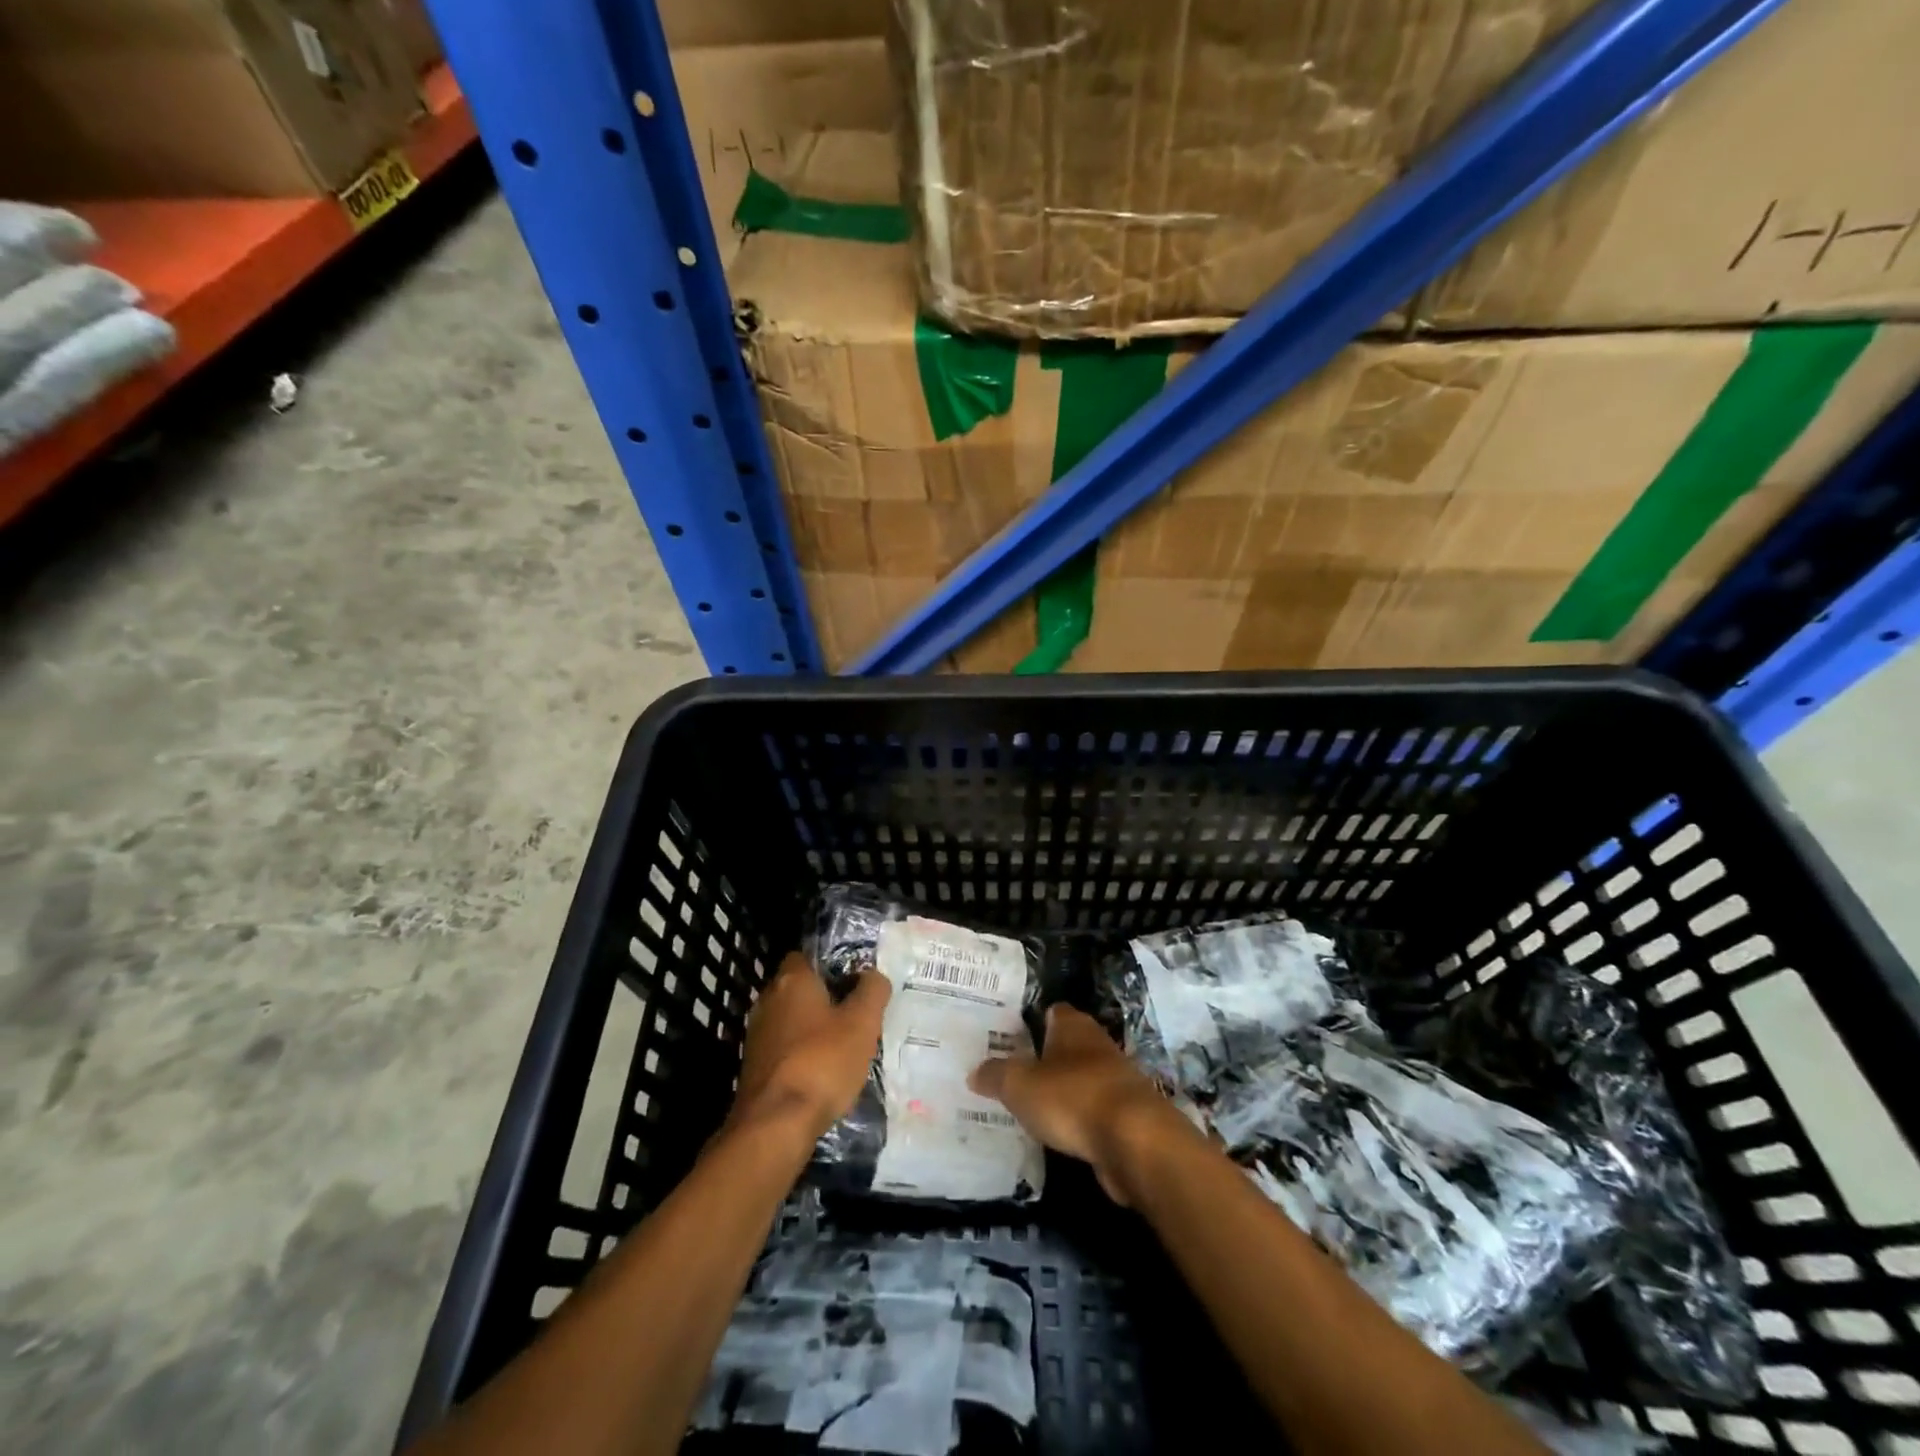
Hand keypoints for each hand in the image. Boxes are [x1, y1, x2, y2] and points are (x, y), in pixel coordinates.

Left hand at [730, 952, 890, 1141]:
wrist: (775, 1125)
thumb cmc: (822, 1062)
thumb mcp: (862, 1023)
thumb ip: (872, 991)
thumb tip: (872, 975)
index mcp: (792, 980)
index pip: (807, 955)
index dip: (832, 965)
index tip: (855, 982)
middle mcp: (768, 999)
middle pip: (799, 988)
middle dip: (824, 998)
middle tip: (855, 1014)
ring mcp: (756, 1035)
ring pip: (791, 1019)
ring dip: (812, 1028)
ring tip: (843, 1046)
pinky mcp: (753, 1066)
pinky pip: (783, 1047)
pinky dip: (801, 1053)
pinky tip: (821, 1072)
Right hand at [969, 1005, 1192, 1205]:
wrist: (1135, 1141)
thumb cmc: (1072, 1097)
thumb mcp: (1019, 1085)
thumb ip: (995, 1076)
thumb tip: (975, 1072)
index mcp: (1073, 1026)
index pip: (1051, 1011)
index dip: (1030, 1021)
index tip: (1006, 1036)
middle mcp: (1097, 1044)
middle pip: (1065, 1045)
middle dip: (1042, 1058)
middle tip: (1010, 1072)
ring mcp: (1115, 1080)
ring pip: (1079, 1079)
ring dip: (1061, 1091)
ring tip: (1028, 1106)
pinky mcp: (1126, 1116)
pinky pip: (1092, 1111)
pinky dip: (1077, 1119)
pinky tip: (1057, 1133)